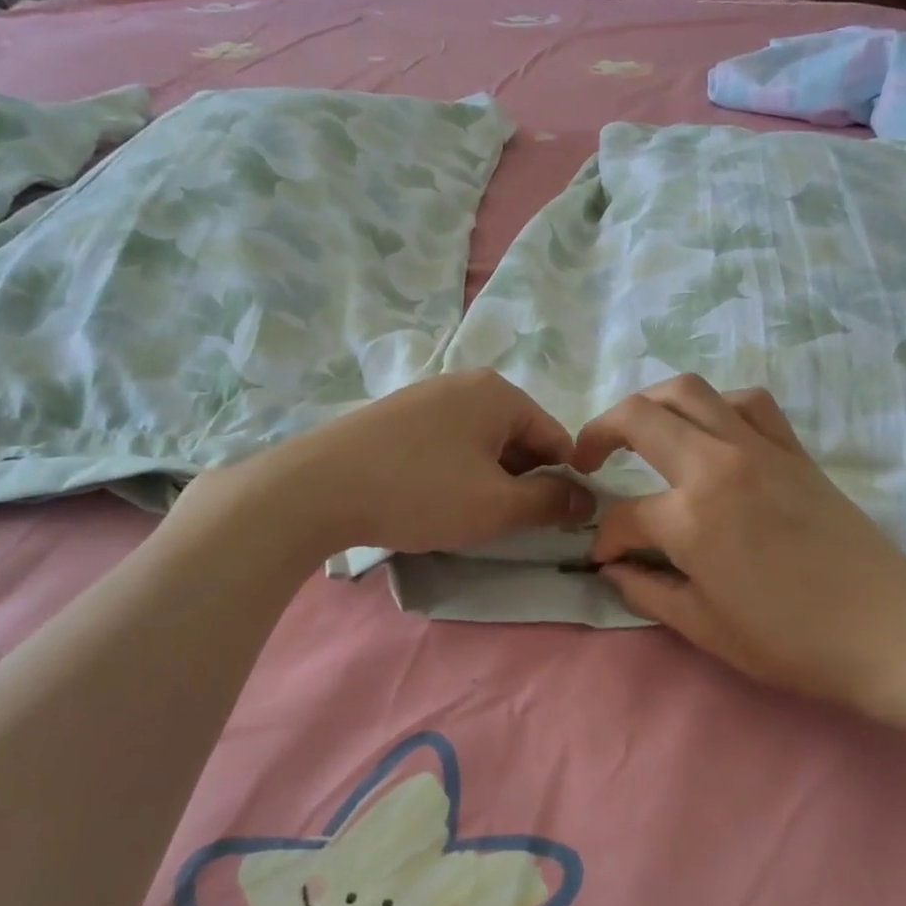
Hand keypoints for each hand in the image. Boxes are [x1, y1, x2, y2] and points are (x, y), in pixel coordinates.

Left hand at [177, 370, 593, 558]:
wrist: (317, 488)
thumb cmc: (422, 492)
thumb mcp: (498, 506)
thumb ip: (550, 502)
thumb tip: (587, 498)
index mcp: (499, 394)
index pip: (556, 438)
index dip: (563, 482)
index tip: (554, 520)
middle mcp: (464, 384)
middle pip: (517, 437)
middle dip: (522, 481)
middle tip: (508, 522)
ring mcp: (424, 397)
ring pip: (480, 443)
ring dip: (488, 479)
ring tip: (468, 515)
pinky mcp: (394, 417)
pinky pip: (445, 444)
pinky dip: (454, 472)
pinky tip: (433, 499)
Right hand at [573, 375, 905, 728]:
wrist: (887, 632)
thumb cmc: (790, 641)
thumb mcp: (704, 627)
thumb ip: (647, 590)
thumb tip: (613, 567)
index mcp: (691, 517)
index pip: (625, 515)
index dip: (605, 539)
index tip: (603, 558)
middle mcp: (718, 466)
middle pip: (640, 418)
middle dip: (599, 433)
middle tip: (587, 459)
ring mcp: (760, 449)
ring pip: (691, 392)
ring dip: (652, 404)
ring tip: (640, 432)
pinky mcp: (795, 451)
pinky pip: (749, 403)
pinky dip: (718, 406)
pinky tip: (712, 432)